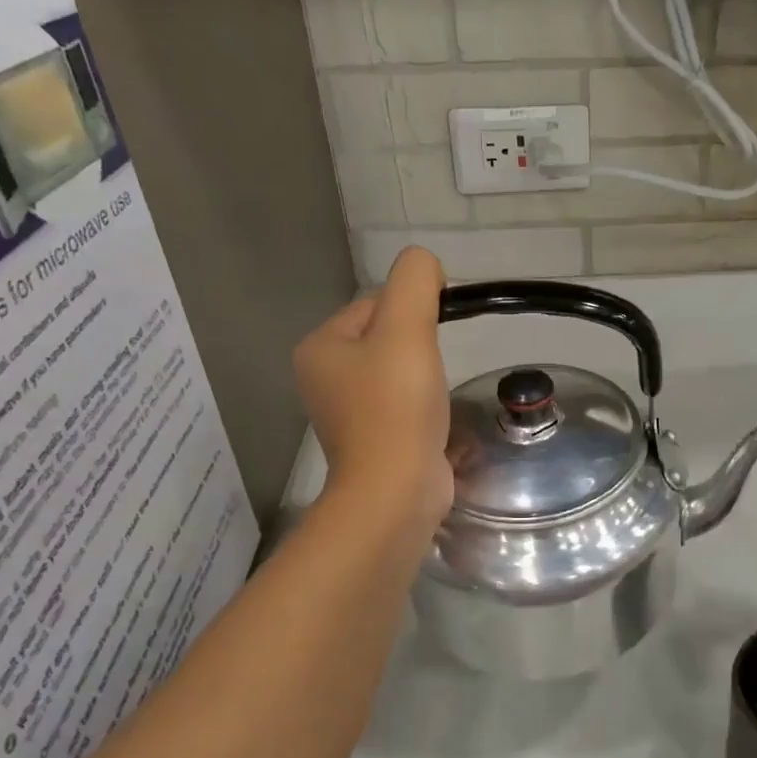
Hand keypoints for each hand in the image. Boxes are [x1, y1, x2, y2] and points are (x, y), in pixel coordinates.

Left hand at [294, 248, 451, 526]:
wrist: (395, 491)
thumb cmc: (396, 406)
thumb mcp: (406, 328)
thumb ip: (415, 281)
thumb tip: (425, 266)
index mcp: (320, 347)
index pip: (375, 305)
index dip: (413, 311)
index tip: (435, 336)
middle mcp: (325, 378)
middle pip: (386, 338)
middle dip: (419, 346)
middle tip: (436, 368)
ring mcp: (348, 413)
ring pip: (397, 372)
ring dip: (424, 376)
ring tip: (436, 396)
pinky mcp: (373, 441)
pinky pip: (402, 405)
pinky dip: (423, 405)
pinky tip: (435, 418)